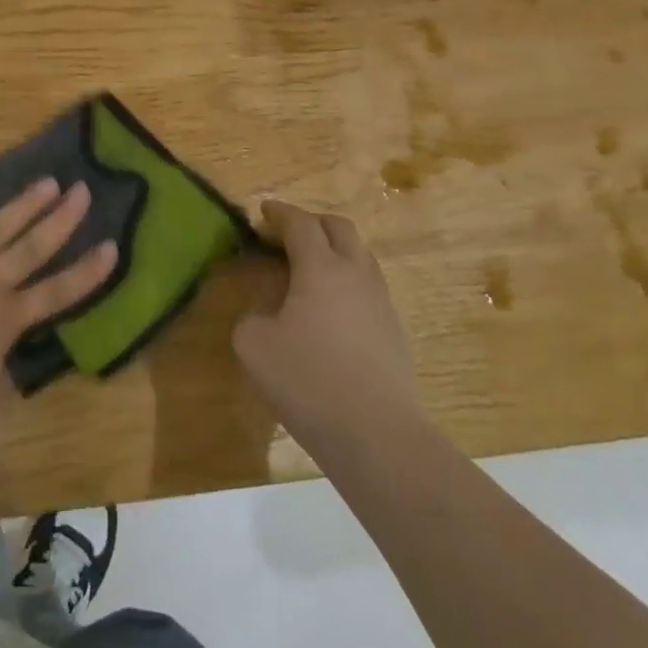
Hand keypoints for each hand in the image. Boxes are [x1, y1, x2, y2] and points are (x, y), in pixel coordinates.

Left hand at [0, 175, 116, 445]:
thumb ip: (4, 378)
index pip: (57, 294)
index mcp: (4, 322)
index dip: (87, 272)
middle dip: (60, 220)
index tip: (112, 246)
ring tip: (47, 181)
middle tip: (82, 190)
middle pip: (30, 248)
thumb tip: (16, 364)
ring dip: (22, 205)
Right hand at [234, 201, 425, 445]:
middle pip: (338, 227)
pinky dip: (345, 280)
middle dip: (311, 222)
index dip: (279, 213)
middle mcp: (355, 273)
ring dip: (332, 250)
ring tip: (307, 270)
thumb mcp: (253, 344)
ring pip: (359, 255)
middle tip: (286, 235)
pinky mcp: (393, 330)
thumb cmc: (308, 381)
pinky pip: (367, 286)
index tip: (263, 212)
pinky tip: (328, 308)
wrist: (377, 434)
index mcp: (320, 267)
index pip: (300, 223)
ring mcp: (380, 301)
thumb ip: (253, 314)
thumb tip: (269, 312)